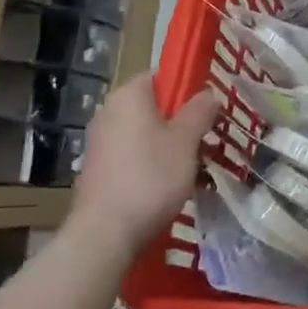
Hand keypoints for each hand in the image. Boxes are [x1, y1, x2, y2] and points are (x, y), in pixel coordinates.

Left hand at [73, 75, 222, 254]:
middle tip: (207, 138)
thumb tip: (208, 93)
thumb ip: (199, 112)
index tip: (208, 109)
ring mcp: (100, 142)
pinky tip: (170, 184)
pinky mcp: (99, 169)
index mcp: (129, 96)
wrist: (106, 233)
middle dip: (181, 120)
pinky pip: (134, 155)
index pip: (161, 76)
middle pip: (153, 106)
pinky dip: (152, 163)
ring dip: (170, 144)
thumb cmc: (151, 177)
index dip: (187, 88)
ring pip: (145, 133)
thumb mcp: (186, 141)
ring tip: (194, 165)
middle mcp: (109, 112)